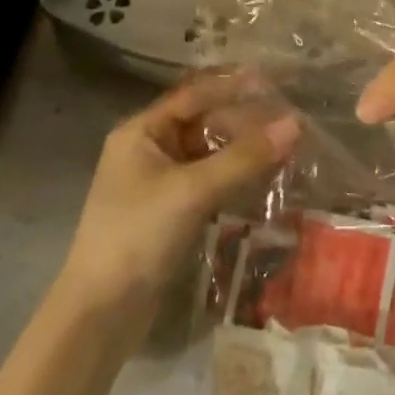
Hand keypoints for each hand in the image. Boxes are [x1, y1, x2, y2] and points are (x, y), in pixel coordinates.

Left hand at [59, 81, 298, 318]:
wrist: (100, 314)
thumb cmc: (138, 236)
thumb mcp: (193, 191)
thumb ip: (244, 157)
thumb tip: (295, 124)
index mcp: (141, 132)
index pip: (194, 95)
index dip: (233, 85)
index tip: (273, 79)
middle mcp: (147, 150)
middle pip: (202, 123)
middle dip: (243, 121)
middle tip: (288, 119)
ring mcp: (157, 183)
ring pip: (207, 154)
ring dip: (242, 151)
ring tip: (285, 145)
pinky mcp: (168, 213)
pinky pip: (207, 182)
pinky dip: (233, 177)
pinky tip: (263, 178)